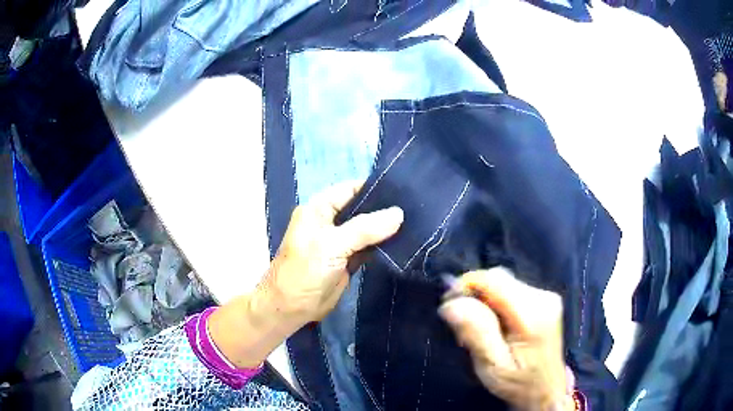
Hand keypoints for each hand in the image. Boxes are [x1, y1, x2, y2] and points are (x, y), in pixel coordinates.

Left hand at [209, 181, 402, 367]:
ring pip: (367, 228)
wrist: (292, 307)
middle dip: (385, 207)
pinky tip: (405, 239)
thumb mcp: (332, 245)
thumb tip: (398, 213)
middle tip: (416, 206)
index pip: (351, 189)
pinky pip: (369, 245)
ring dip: (386, 226)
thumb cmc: (305, 271)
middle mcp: (330, 220)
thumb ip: (365, 228)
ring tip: (416, 220)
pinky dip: (383, 243)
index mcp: (319, 208)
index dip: (375, 187)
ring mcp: (340, 241)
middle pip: (361, 207)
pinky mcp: (348, 258)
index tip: (405, 189)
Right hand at [439, 268, 571, 410]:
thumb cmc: (518, 384)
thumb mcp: (493, 366)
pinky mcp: (545, 300)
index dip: (466, 285)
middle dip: (474, 294)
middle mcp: (543, 297)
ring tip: (476, 327)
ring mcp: (546, 297)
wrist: (546, 390)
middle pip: (499, 278)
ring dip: (484, 299)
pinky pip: (512, 289)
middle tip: (460, 323)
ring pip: (504, 282)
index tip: (447, 305)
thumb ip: (476, 333)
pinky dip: (495, 301)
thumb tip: (452, 304)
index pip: (494, 280)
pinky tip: (494, 323)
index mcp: (532, 314)